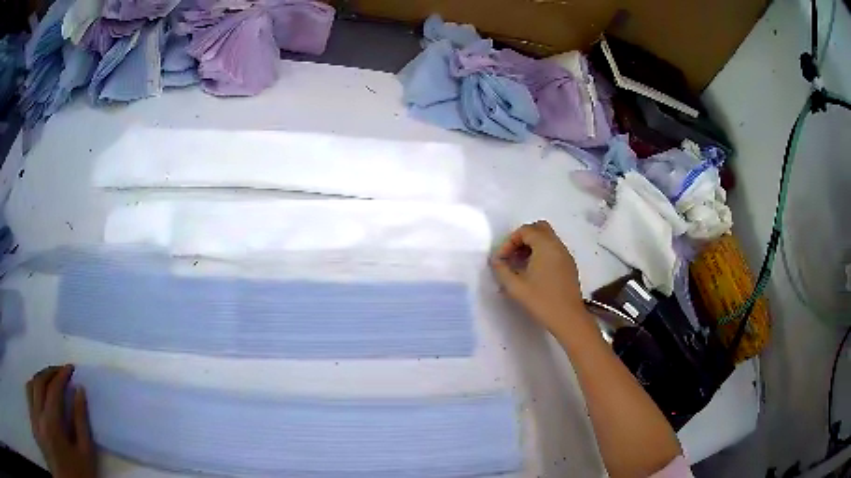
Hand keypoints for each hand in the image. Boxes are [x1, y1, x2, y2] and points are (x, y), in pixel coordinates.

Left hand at [26, 365, 95, 477]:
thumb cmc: (78, 474)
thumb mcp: (85, 457)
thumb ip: (82, 425)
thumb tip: (79, 392)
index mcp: (51, 421)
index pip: (54, 389)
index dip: (62, 375)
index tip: (70, 369)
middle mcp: (37, 411)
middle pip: (39, 382)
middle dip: (49, 372)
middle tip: (60, 370)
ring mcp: (33, 414)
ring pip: (30, 385)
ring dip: (39, 379)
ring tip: (47, 380)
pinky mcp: (33, 417)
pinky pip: (28, 395)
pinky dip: (32, 388)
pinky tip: (37, 393)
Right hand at [490, 221, 587, 334]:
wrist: (568, 318)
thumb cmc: (542, 301)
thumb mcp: (516, 287)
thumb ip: (502, 270)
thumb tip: (496, 261)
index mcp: (545, 245)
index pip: (525, 231)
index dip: (509, 242)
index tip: (501, 260)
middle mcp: (557, 245)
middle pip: (539, 229)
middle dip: (522, 238)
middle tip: (512, 255)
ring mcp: (566, 255)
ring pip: (547, 239)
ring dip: (532, 246)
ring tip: (520, 265)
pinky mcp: (569, 266)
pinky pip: (554, 250)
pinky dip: (542, 254)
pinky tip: (533, 273)